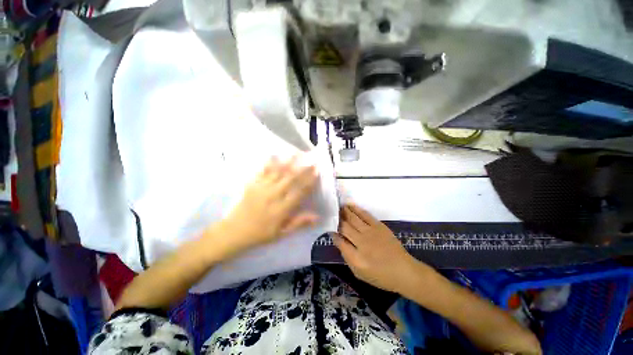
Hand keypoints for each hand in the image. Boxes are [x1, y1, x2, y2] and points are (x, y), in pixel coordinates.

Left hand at [218, 156, 319, 253]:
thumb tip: (317, 217)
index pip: (300, 192)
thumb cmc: (261, 234)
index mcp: (282, 209)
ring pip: (278, 172)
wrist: (233, 231)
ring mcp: (262, 188)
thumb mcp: (282, 233)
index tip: (317, 172)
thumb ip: (299, 223)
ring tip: (297, 153)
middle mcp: (273, 196)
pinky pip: (262, 171)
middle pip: (291, 179)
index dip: (310, 181)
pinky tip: (275, 154)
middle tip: (312, 160)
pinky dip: (269, 163)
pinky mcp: (252, 185)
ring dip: (289, 162)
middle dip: (303, 169)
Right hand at [334, 204, 420, 293]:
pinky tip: (350, 205)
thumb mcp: (359, 272)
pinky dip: (356, 209)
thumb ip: (346, 256)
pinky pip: (365, 215)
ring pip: (353, 218)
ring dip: (344, 211)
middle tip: (330, 212)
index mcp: (356, 257)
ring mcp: (371, 232)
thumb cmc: (380, 275)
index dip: (333, 232)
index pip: (339, 240)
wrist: (403, 271)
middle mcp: (362, 242)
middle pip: (345, 227)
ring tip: (337, 206)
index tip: (328, 226)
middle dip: (336, 219)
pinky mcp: (379, 226)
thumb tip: (337, 239)